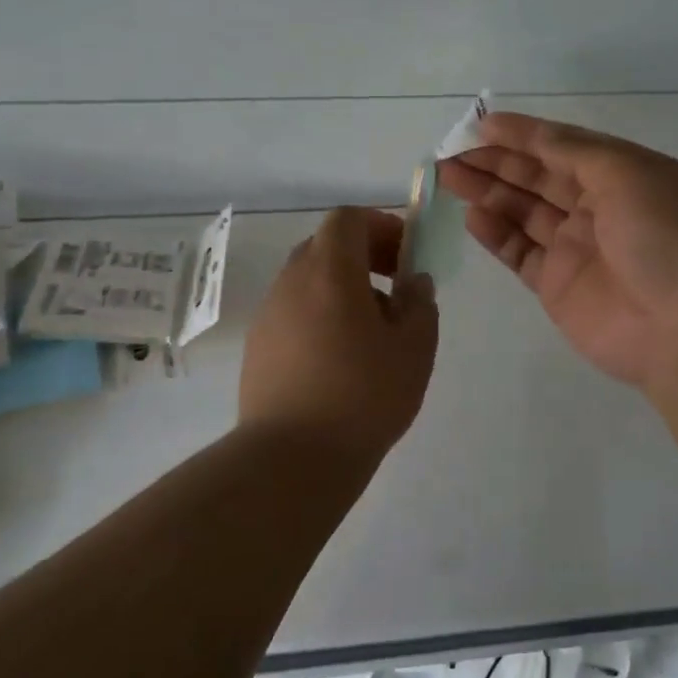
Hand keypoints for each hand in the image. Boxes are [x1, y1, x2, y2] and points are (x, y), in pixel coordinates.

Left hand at [239, 207, 439, 468]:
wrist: (292, 459)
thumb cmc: (364, 395)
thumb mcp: (415, 348)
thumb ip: (420, 304)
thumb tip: (413, 283)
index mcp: (330, 271)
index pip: (348, 219)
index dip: (381, 226)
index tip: (406, 256)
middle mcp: (291, 283)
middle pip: (326, 246)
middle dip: (364, 257)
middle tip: (395, 290)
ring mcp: (268, 316)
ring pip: (309, 282)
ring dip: (343, 289)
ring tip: (372, 334)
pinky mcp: (257, 348)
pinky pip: (294, 313)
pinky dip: (320, 317)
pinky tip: (341, 361)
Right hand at [438, 113, 677, 392]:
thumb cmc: (666, 235)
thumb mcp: (628, 173)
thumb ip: (574, 152)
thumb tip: (535, 136)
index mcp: (625, 174)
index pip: (565, 146)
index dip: (524, 134)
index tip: (481, 124)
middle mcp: (601, 208)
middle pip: (539, 178)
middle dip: (497, 161)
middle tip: (452, 151)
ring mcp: (579, 249)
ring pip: (524, 212)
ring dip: (489, 192)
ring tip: (448, 175)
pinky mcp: (559, 287)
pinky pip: (521, 253)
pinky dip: (496, 234)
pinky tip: (472, 215)